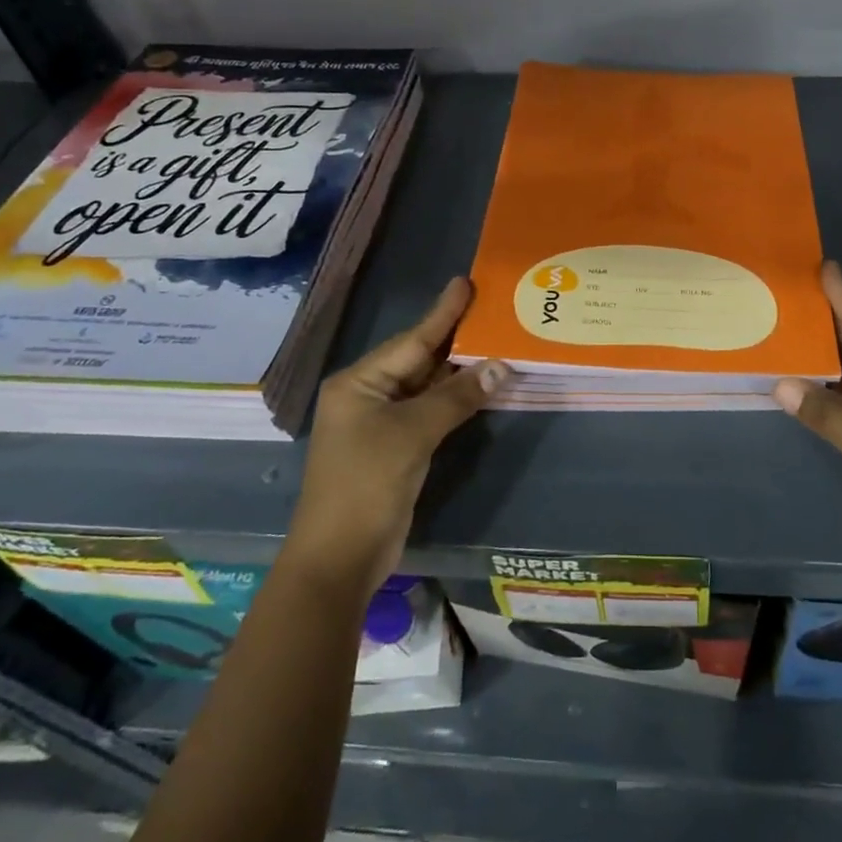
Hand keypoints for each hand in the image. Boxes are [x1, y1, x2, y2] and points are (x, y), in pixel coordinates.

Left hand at [283, 277, 509, 600]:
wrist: (340, 558)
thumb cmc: (367, 484)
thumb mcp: (413, 434)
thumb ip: (457, 397)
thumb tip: (502, 365)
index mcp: (359, 383)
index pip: (411, 341)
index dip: (442, 313)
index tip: (465, 283)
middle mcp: (367, 395)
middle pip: (418, 360)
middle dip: (455, 340)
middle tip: (491, 310)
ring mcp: (380, 423)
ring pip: (426, 387)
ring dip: (459, 372)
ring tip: (496, 342)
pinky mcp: (394, 448)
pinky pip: (429, 412)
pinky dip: (454, 400)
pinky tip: (480, 387)